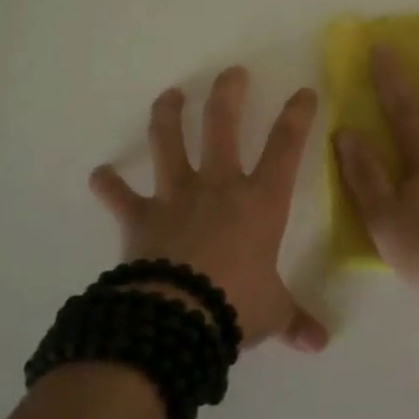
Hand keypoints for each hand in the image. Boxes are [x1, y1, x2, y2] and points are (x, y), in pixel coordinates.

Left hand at [90, 68, 329, 352]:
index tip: (303, 92)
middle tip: (231, 73)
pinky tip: (99, 175)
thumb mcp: (273, 312)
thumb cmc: (235, 305)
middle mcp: (218, 187)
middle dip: (228, 95)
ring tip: (170, 95)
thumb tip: (319, 344)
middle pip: (222, 126)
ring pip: (169, 144)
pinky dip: (108, 185)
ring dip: (167, 116)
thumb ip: (295, 320)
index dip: (297, 116)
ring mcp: (176, 198)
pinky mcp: (140, 219)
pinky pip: (120, 198)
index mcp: (260, 201)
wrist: (176, 318)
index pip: (286, 147)